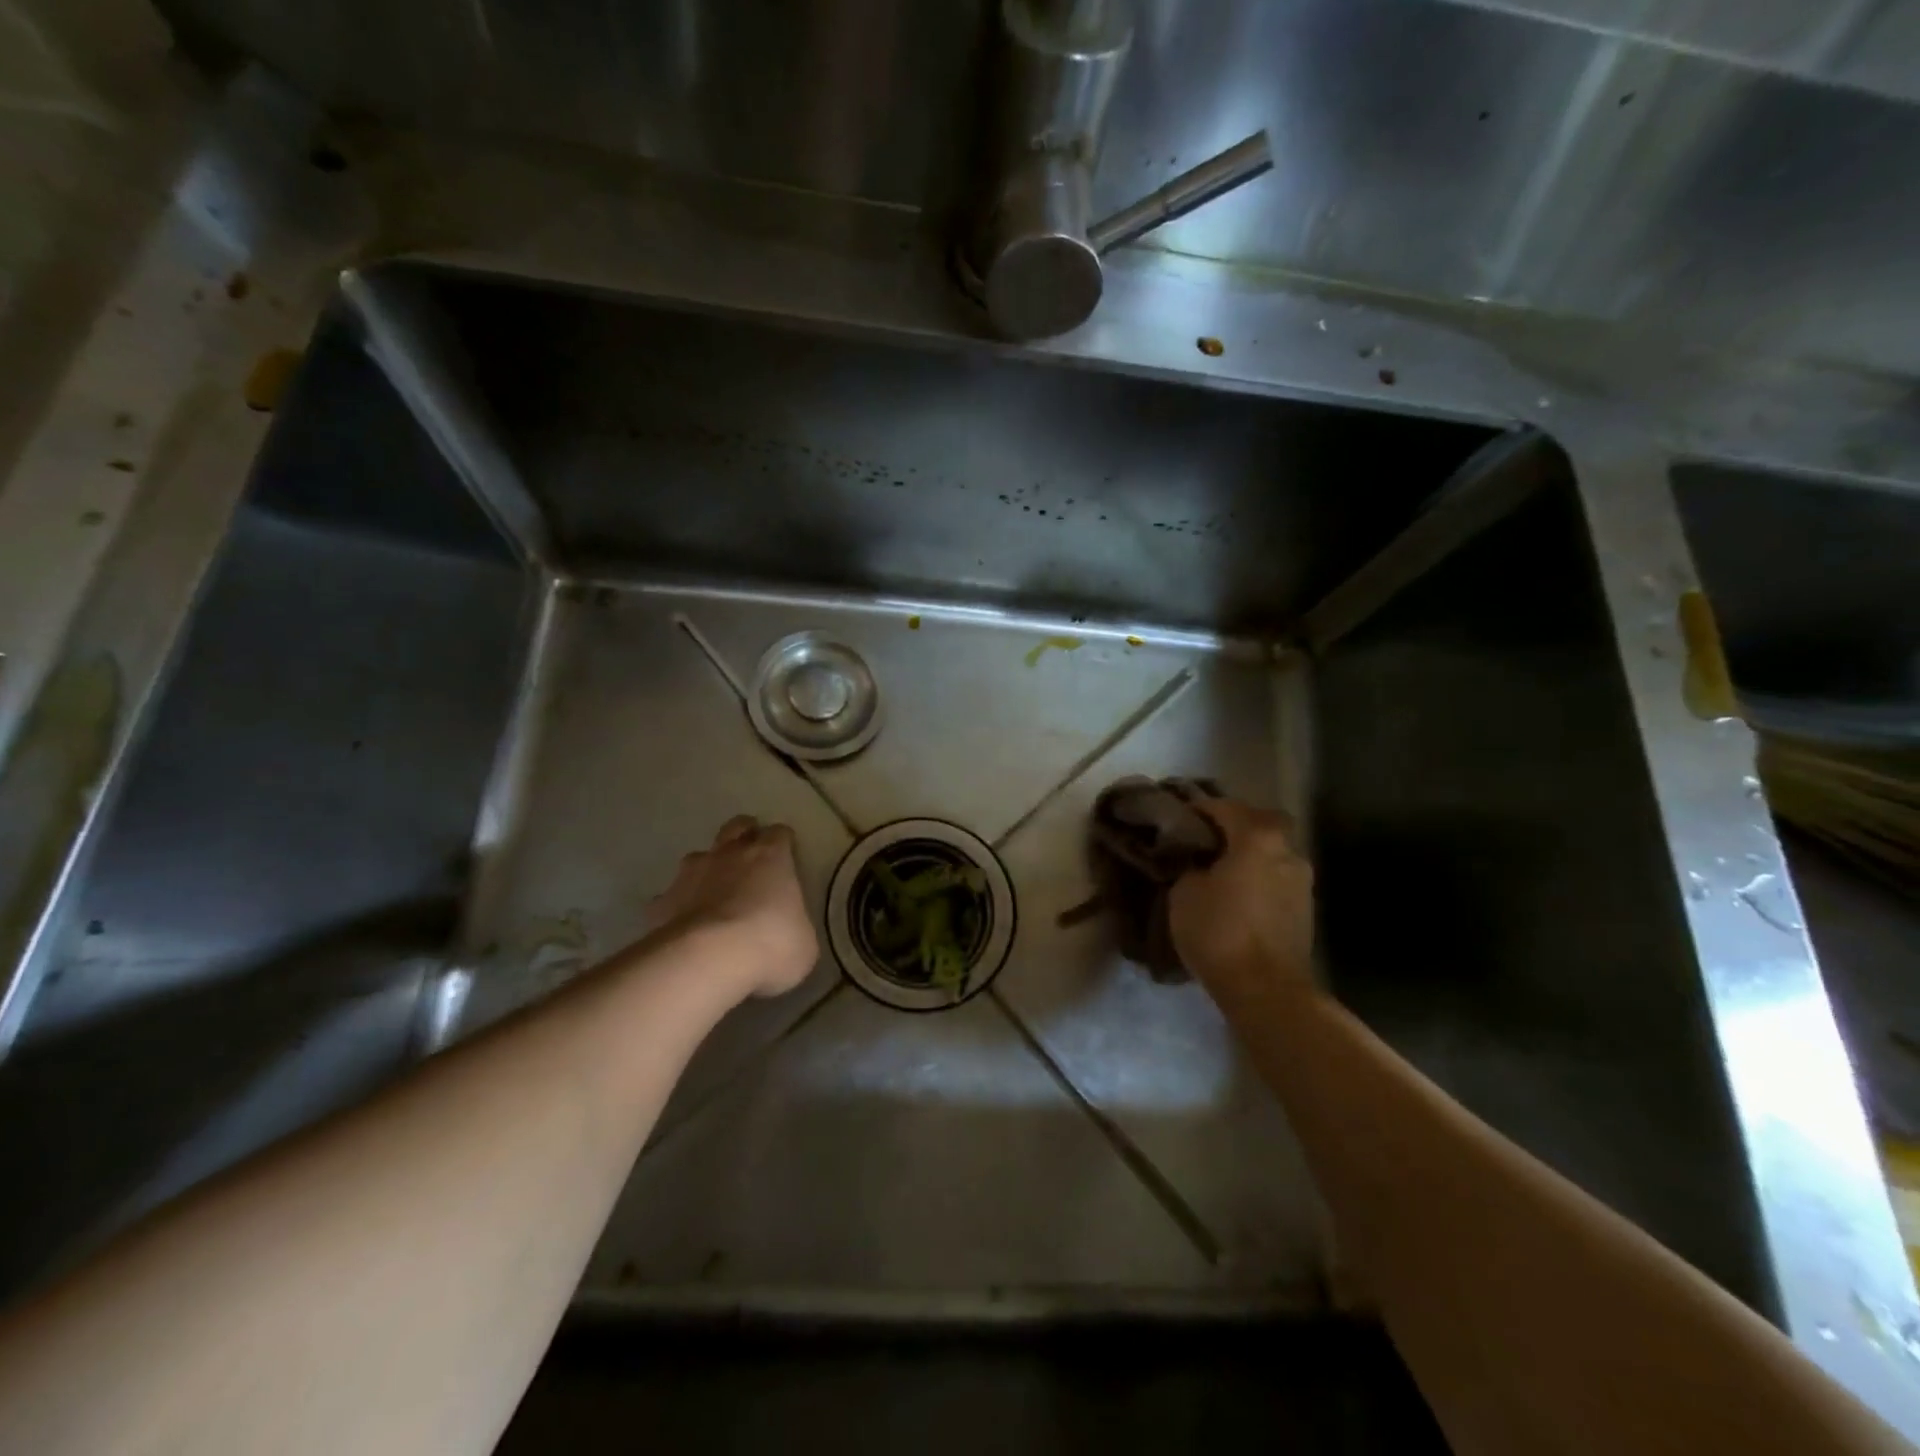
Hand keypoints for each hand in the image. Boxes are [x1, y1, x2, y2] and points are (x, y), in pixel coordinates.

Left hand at [647, 817, 817, 998]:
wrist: (708, 959)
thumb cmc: (770, 944)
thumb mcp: (803, 943)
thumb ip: (796, 927)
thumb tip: (790, 934)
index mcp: (771, 857)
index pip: (780, 833)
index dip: (783, 843)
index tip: (786, 857)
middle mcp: (731, 854)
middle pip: (737, 827)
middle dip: (744, 835)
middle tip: (750, 857)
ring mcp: (692, 874)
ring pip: (700, 857)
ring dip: (708, 869)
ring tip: (714, 893)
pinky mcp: (663, 901)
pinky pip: (671, 897)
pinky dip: (678, 906)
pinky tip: (683, 925)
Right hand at [1169, 799, 1315, 1008]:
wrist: (1265, 989)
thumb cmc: (1220, 932)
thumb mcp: (1184, 892)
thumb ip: (1191, 866)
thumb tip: (1198, 863)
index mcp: (1258, 837)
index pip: (1225, 807)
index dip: (1199, 809)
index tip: (1179, 816)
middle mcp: (1287, 851)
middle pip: (1260, 822)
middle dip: (1235, 825)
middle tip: (1207, 838)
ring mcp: (1302, 880)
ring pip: (1273, 851)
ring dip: (1250, 853)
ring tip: (1221, 868)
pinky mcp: (1305, 909)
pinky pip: (1277, 877)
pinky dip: (1259, 876)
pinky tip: (1238, 892)